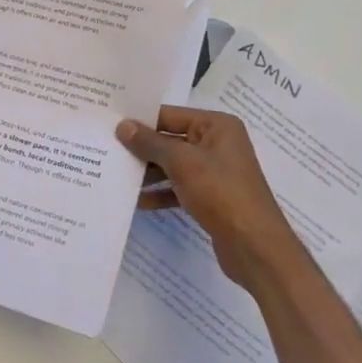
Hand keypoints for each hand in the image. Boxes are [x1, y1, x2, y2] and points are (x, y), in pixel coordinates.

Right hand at [116, 106, 299, 288]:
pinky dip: (159, 192)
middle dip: (140, 148)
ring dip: (146, 172)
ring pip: (171, 165)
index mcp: (216, 126)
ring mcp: (214, 171)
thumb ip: (149, 143)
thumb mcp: (181, 162)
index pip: (169, 115)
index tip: (108, 124)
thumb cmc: (221, 193)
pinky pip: (178, 187)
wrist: (256, 247)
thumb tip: (122, 125)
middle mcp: (217, 143)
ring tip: (114, 174)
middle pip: (169, 140)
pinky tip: (136, 201)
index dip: (140, 120)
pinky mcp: (210, 196)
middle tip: (105, 149)